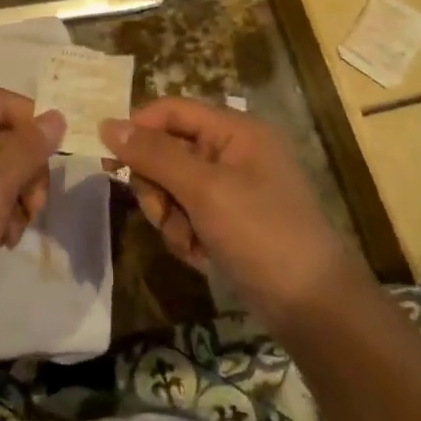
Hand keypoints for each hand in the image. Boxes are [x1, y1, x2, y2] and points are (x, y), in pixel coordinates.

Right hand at [100, 98, 361, 334]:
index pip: (171, 110)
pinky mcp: (230, 223)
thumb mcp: (204, 190)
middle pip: (167, 151)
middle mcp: (233, 153)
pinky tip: (203, 258)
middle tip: (164, 213)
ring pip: (172, 189)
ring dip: (170, 218)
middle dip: (158, 187)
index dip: (139, 130)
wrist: (314, 309)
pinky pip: (188, 217)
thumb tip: (106, 124)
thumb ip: (154, 155)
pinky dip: (187, 237)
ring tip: (190, 243)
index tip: (114, 164)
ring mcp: (232, 190)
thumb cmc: (262, 234)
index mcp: (235, 131)